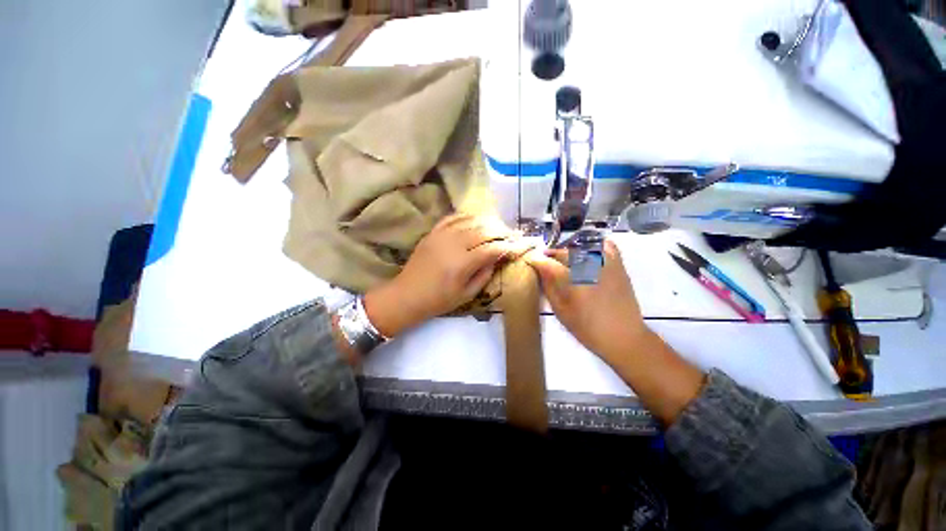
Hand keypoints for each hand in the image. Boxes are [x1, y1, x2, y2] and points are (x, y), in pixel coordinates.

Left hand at [364, 214, 528, 337]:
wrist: (407, 295)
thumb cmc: (439, 300)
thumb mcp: (467, 294)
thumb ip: (484, 274)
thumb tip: (497, 257)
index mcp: (462, 264)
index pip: (492, 248)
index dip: (509, 246)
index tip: (520, 246)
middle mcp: (453, 244)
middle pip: (484, 230)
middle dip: (502, 231)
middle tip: (513, 234)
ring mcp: (441, 235)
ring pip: (470, 220)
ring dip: (488, 221)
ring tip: (499, 226)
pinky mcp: (433, 232)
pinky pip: (453, 218)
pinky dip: (468, 216)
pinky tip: (477, 219)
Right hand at [525, 239, 652, 364]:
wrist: (623, 336)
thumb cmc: (588, 328)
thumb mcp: (561, 311)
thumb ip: (549, 288)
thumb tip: (540, 270)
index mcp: (573, 281)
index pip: (548, 264)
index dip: (537, 260)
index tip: (530, 260)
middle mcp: (589, 267)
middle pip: (564, 252)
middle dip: (551, 255)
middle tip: (545, 262)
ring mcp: (606, 264)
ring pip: (583, 247)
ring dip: (570, 250)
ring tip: (564, 259)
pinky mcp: (619, 266)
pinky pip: (607, 247)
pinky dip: (596, 245)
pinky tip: (588, 252)